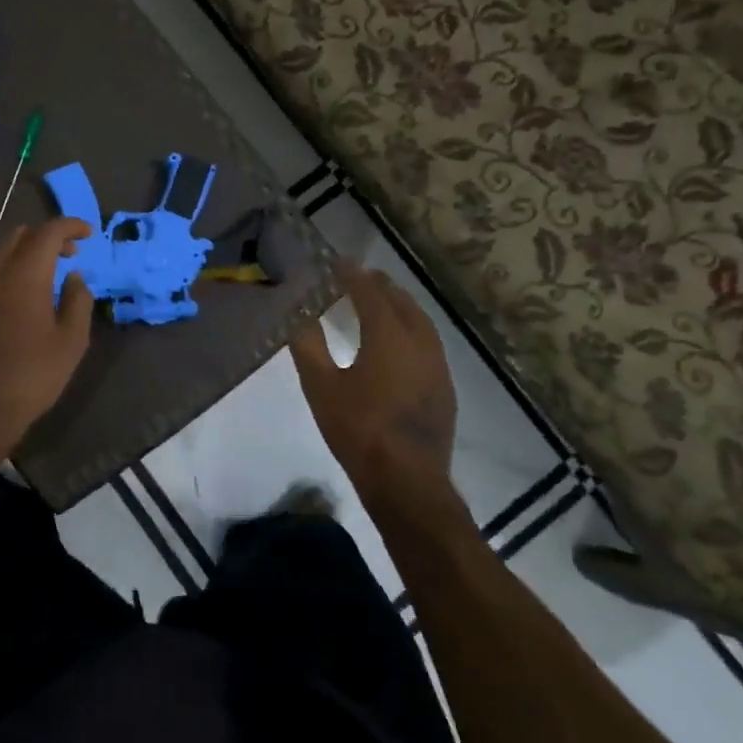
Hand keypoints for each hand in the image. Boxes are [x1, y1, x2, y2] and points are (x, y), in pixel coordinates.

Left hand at [0, 219, 94, 453]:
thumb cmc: (33, 377)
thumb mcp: (71, 342)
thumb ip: (78, 300)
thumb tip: (73, 276)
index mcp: (24, 277)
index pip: (47, 233)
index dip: (70, 226)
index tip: (88, 234)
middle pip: (19, 236)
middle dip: (47, 237)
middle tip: (69, 255)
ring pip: (0, 255)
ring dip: (25, 255)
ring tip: (46, 279)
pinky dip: (7, 274)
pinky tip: (19, 301)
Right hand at [290, 262, 463, 520]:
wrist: (406, 480)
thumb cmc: (358, 429)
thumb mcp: (321, 387)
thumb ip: (308, 346)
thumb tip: (298, 316)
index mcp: (388, 338)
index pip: (371, 294)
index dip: (354, 276)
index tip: (339, 262)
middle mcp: (419, 344)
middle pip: (402, 303)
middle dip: (382, 287)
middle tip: (362, 277)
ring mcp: (437, 366)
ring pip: (421, 323)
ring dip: (401, 307)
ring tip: (382, 302)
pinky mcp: (444, 388)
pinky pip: (428, 344)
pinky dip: (412, 330)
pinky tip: (400, 344)